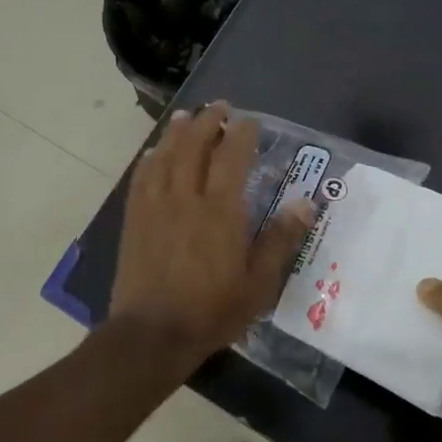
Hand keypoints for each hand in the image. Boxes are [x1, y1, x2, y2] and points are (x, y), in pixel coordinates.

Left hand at [111, 103, 314, 363]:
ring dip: (176, 132)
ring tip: (186, 117)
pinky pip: (141, 178)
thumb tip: (306, 203)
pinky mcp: (134, 219)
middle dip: (207, 121)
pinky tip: (154, 153)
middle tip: (218, 108)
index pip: (231, 156)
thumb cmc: (211, 310)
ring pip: (165, 155)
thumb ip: (280, 239)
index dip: (241, 133)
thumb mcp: (258, 283)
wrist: (152, 334)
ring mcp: (155, 206)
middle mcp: (185, 197)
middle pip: (194, 145)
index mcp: (220, 210)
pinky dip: (150, 159)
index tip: (249, 120)